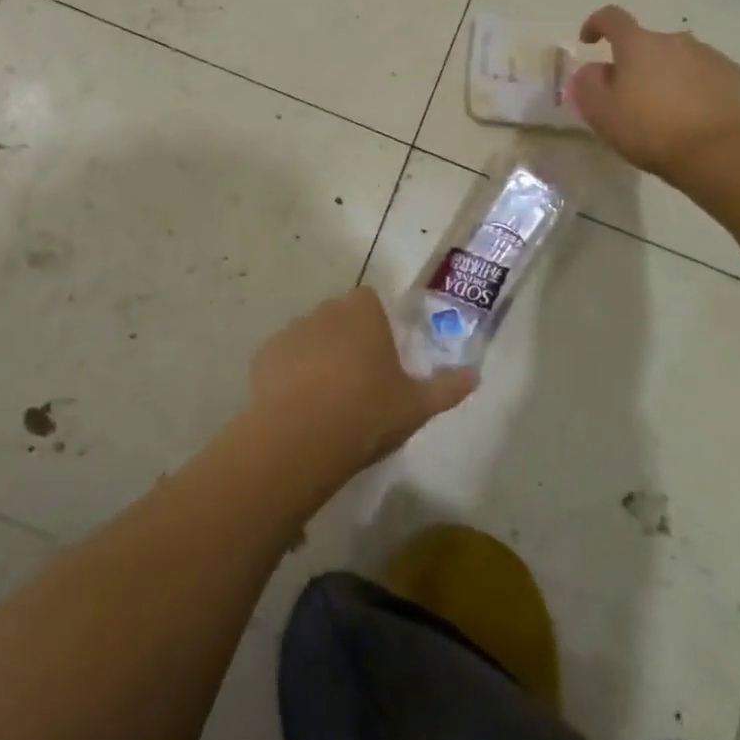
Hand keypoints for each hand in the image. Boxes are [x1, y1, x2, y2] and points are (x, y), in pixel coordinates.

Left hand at [249, 288, 475, 475]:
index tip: (381, 357)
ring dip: (317, 356)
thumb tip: (475, 375)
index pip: (369, 301)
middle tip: (358, 381)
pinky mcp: (264, 356)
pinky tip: (299, 407)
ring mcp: (291, 332)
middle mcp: (325, 312)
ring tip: (327, 399)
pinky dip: (290, 374)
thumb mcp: (418, 405)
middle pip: (338, 317)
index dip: (375, 325)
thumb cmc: (368, 412)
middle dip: (347, 339)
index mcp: (362, 313)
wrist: (302, 438)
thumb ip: (448, 387)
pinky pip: (283, 359)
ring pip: (309, 337)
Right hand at [567, 5, 739, 181]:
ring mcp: (709, 55)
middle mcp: (675, 40)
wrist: (718, 153)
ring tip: (666, 110)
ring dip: (666, 74)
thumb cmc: (649, 130)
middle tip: (630, 97)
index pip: (612, 18)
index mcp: (638, 45)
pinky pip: (705, 73)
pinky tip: (694, 115)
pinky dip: (694, 86)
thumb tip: (594, 69)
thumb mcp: (601, 113)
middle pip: (647, 44)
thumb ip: (587, 84)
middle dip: (635, 63)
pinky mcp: (734, 75)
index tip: (590, 41)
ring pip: (678, 58)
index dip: (596, 24)